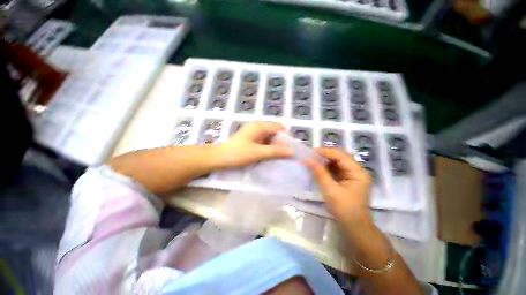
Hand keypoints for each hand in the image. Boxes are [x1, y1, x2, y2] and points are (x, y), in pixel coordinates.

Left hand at [217, 122, 292, 167]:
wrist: (219, 158)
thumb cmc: (238, 154)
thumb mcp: (258, 153)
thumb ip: (276, 151)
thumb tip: (292, 151)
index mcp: (259, 126)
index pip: (279, 127)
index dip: (286, 137)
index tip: (288, 149)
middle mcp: (257, 126)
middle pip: (274, 131)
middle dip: (280, 142)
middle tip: (283, 154)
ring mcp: (253, 132)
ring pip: (269, 137)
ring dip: (274, 145)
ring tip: (276, 156)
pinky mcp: (250, 138)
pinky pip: (263, 141)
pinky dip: (267, 147)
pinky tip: (267, 155)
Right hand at [305, 148, 371, 226]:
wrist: (354, 228)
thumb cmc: (345, 210)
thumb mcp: (330, 190)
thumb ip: (319, 173)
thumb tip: (307, 159)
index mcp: (358, 172)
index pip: (341, 156)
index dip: (326, 152)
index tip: (311, 151)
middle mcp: (356, 171)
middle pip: (339, 157)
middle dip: (325, 155)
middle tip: (310, 155)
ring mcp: (351, 176)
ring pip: (336, 163)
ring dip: (324, 161)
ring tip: (312, 160)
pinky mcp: (346, 181)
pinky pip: (335, 170)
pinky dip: (326, 168)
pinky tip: (317, 168)